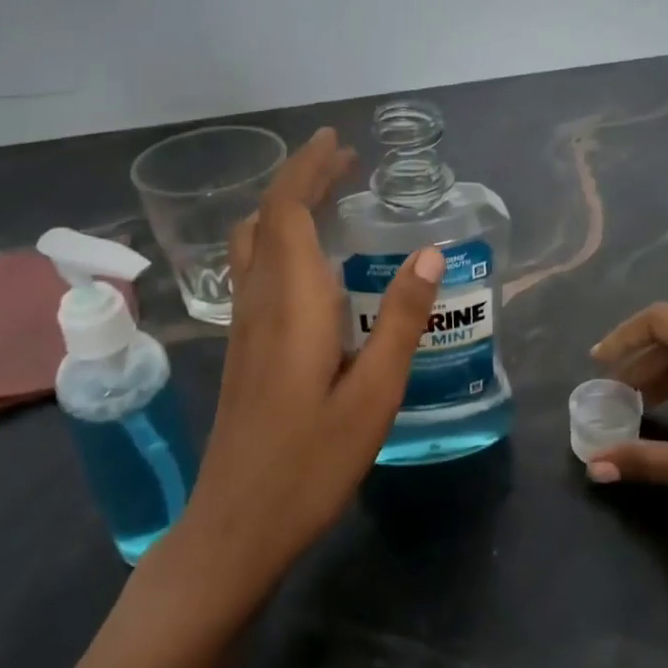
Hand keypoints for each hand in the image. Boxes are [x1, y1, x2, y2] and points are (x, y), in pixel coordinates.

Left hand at [161, 128, 443, 612]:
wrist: (237, 526)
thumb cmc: (311, 462)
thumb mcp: (374, 393)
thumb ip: (402, 321)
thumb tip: (431, 255)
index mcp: (291, 302)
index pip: (288, 211)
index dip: (308, 169)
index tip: (337, 142)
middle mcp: (259, 301)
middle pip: (268, 218)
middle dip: (302, 180)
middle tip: (344, 163)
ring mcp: (243, 325)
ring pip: (255, 244)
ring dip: (287, 209)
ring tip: (328, 199)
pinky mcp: (242, 348)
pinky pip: (256, 270)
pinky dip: (281, 241)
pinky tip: (308, 262)